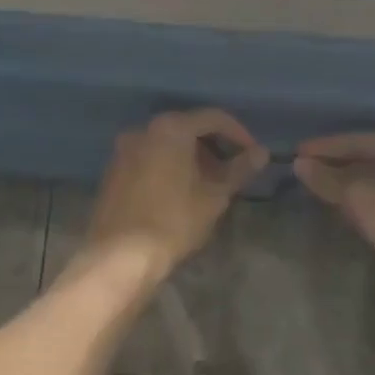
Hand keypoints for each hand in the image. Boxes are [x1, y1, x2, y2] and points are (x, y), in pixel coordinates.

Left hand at [82, 110, 268, 283]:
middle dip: (213, 146)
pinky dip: (168, 166)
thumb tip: (261, 153)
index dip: (238, 133)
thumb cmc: (173, 221)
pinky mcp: (113, 171)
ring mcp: (123, 150)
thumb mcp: (214, 196)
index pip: (212, 118)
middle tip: (231, 171)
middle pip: (187, 127)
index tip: (252, 154)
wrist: (119, 256)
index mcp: (170, 128)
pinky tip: (179, 192)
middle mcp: (142, 130)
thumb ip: (239, 169)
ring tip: (208, 184)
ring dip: (191, 157)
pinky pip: (148, 158)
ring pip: (166, 144)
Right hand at [294, 132, 374, 271]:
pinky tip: (354, 211)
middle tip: (312, 169)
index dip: (329, 146)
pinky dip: (372, 202)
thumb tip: (301, 165)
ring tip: (327, 189)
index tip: (300, 152)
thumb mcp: (358, 195)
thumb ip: (327, 178)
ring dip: (356, 184)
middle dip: (342, 164)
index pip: (366, 140)